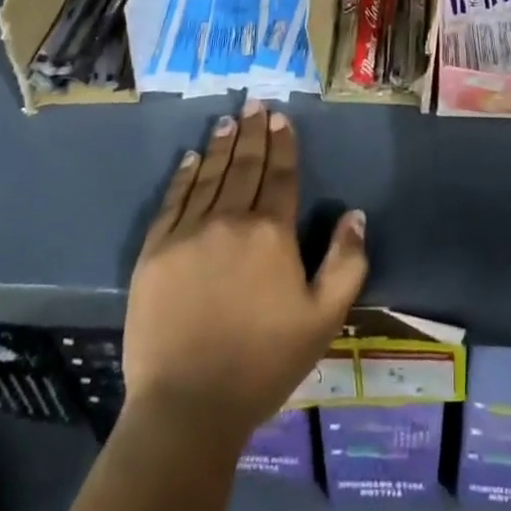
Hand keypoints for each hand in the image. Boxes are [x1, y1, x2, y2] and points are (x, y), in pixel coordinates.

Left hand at [124, 102, 368, 440]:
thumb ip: (346, 263)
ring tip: (229, 119)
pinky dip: (184, 176)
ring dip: (222, 144)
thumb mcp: (322, 319)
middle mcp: (231, 219)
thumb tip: (355, 214)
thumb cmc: (263, 363)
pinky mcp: (155, 251)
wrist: (187, 407)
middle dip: (253, 131)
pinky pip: (173, 201)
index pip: (280, 174)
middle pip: (245, 165)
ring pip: (210, 175)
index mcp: (272, 232)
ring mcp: (189, 232)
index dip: (283, 143)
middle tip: (255, 103)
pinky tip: (191, 158)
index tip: (281, 117)